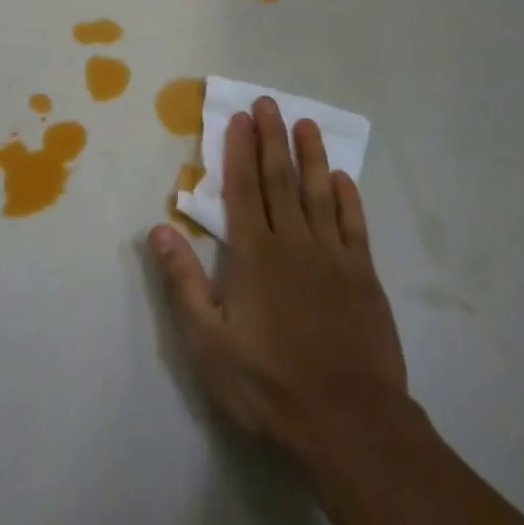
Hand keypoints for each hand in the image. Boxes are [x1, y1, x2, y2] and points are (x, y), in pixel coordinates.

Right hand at [149, 98, 407, 465]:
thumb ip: (183, 282)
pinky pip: (354, 225)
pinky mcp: (364, 276)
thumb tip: (159, 229)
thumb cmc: (268, 383)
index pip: (244, 189)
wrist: (348, 422)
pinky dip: (348, 198)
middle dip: (272, 138)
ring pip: (320, 193)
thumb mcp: (208, 341)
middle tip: (268, 103)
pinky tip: (343, 178)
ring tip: (306, 124)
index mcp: (255, 255)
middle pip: (281, 179)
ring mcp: (334, 257)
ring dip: (312, 156)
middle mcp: (295, 243)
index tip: (239, 118)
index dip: (240, 150)